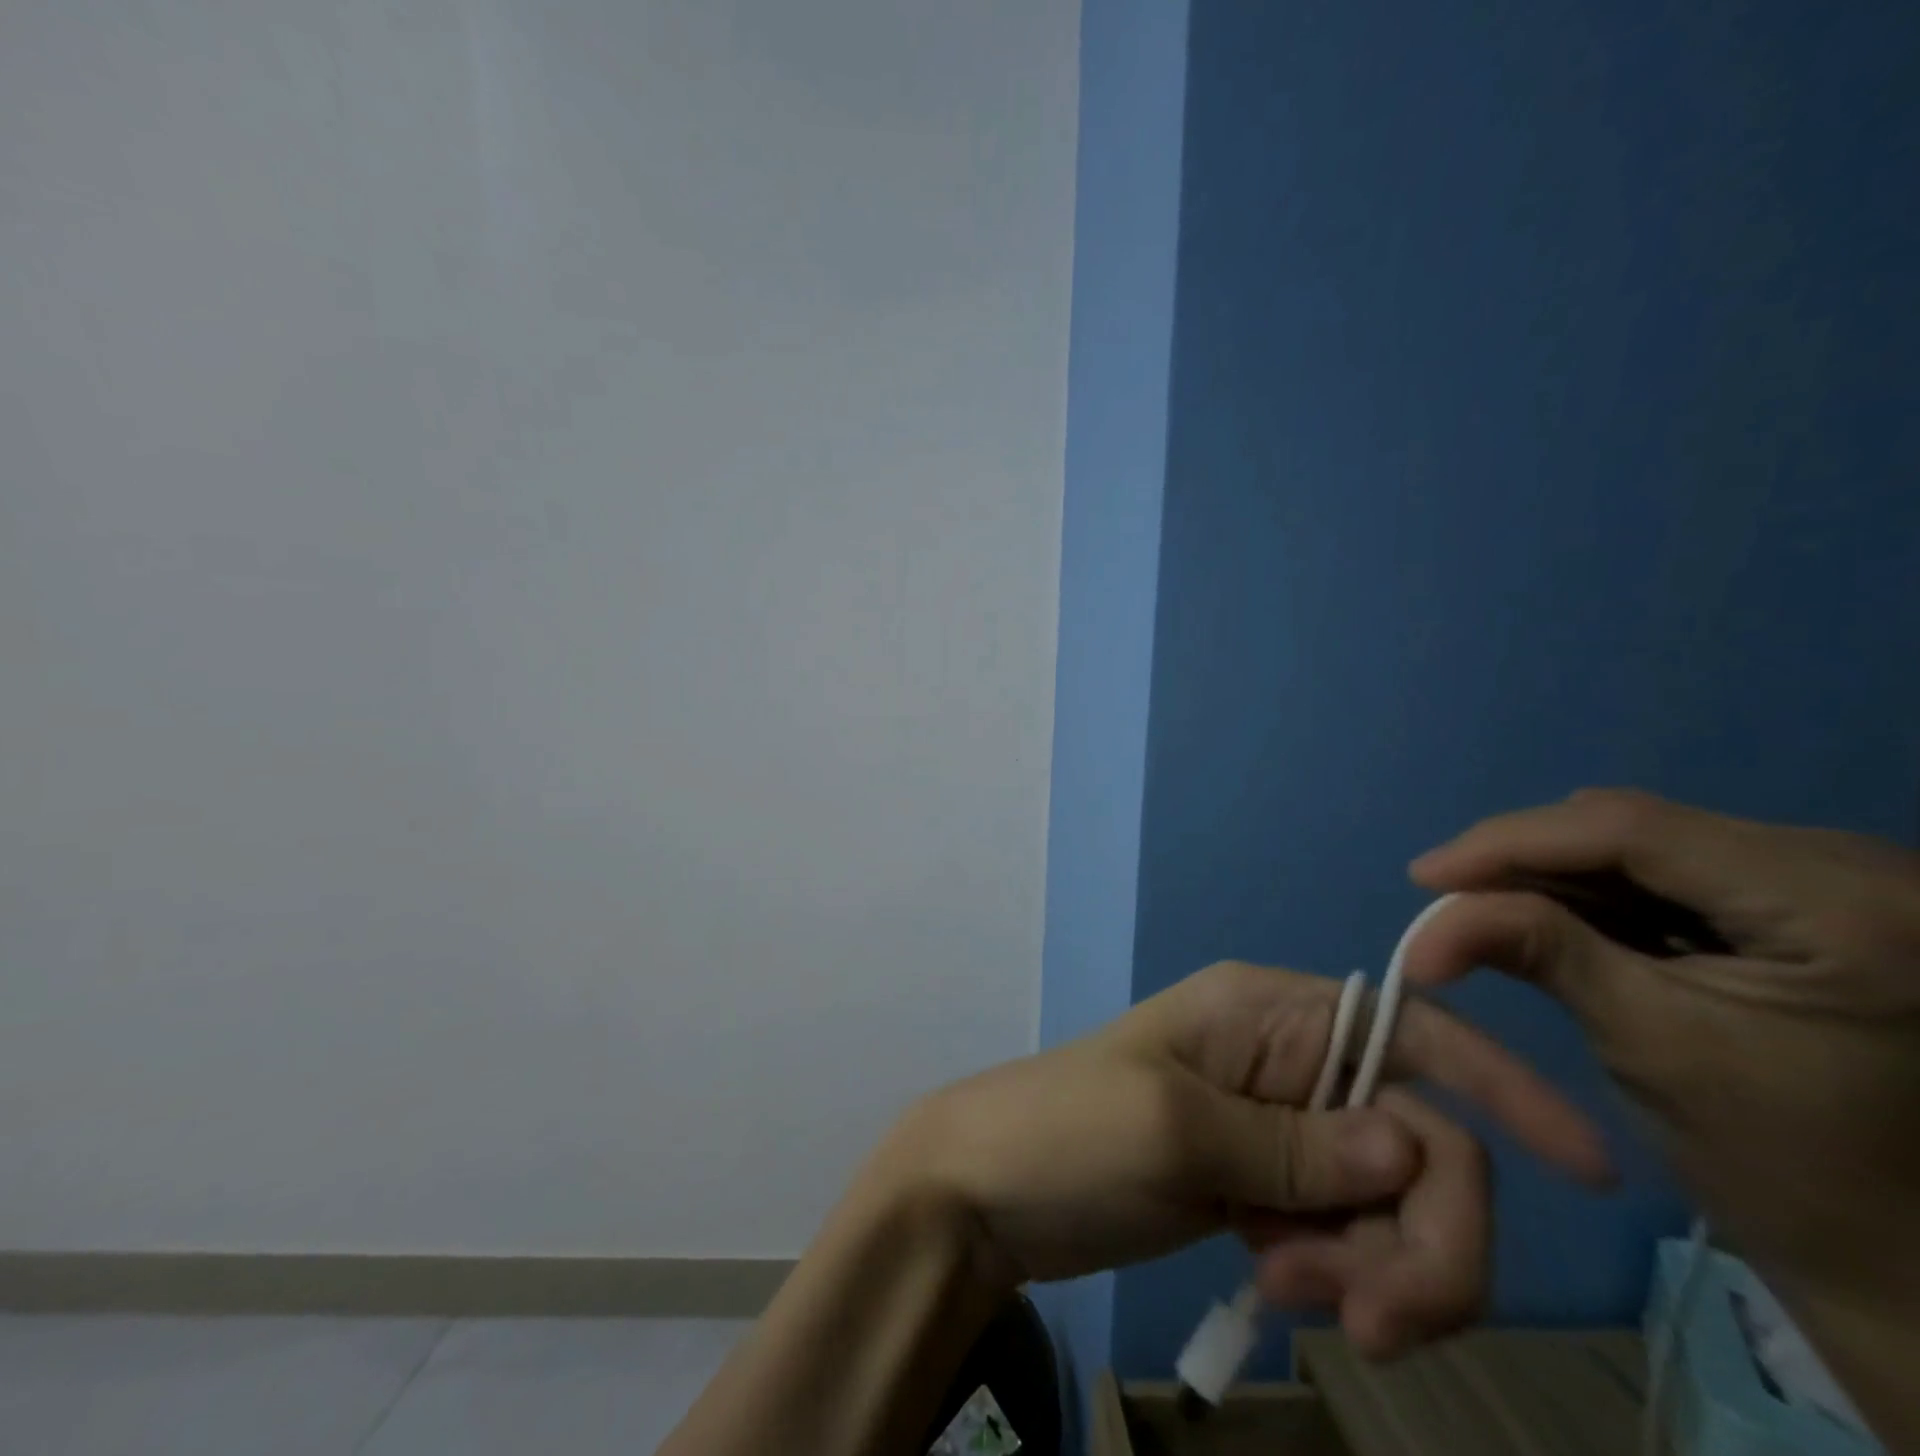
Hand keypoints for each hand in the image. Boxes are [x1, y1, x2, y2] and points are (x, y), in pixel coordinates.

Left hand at [871, 957, 1612, 1355]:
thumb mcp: (1174, 1129)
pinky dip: (1335, 1273)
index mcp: (1264, 1012)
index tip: (1588, 1171)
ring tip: (1280, 1286)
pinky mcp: (1262, 1187)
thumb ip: (1299, 1147)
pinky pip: (1345, 1235)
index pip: (1410, 1031)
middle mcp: (1284, 1059)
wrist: (985, 1190)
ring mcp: (1276, 1128)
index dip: (1501, 1087)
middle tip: (1362, 1317)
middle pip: (1417, 1140)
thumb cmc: (1063, 1134)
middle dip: (1419, 1237)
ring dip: (1368, 1266)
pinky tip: (1269, 1284)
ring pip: (1389, 1200)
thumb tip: (1417, 1150)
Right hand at [1408, 789, 1919, 1443]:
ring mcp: (1845, 883)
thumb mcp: (1645, 1043)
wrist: (1907, 1260)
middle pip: (1639, 827)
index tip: (1421, 876)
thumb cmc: (1787, 1171)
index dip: (1510, 841)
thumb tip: (1427, 913)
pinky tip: (1552, 917)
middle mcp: (1864, 869)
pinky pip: (1676, 872)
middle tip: (1448, 897)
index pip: (1633, 828)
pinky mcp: (1817, 905)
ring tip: (1485, 909)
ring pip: (1649, 843)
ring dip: (1556, 875)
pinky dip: (1600, 894)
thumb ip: (1535, 949)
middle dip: (1527, 858)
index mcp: (1847, 907)